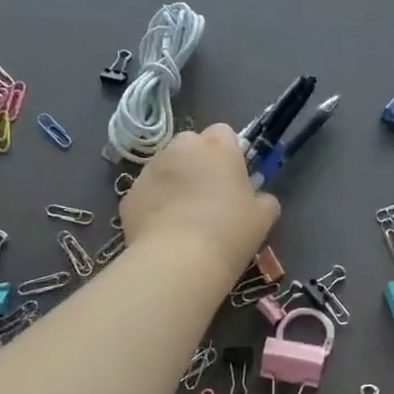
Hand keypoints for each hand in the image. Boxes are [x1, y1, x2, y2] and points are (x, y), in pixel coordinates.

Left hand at [121, 124, 277, 276]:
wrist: (178, 261)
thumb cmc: (229, 232)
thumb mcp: (263, 217)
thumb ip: (264, 199)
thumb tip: (259, 199)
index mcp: (217, 146)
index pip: (224, 132)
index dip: (229, 152)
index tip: (233, 177)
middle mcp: (181, 148)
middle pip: (191, 145)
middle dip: (197, 162)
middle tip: (208, 194)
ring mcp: (150, 169)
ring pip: (166, 167)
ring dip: (174, 181)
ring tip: (183, 216)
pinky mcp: (129, 194)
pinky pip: (147, 193)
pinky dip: (154, 205)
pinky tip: (164, 230)